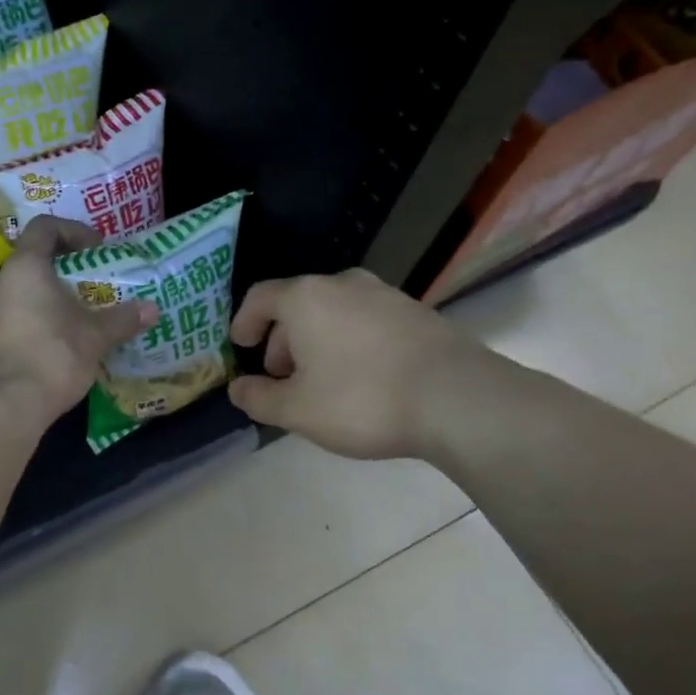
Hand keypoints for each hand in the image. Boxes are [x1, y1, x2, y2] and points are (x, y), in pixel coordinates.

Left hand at [0, 216, 156, 432]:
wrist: (8, 406)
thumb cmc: (54, 356)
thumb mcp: (96, 336)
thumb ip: (123, 319)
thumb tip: (152, 309)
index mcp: (24, 267)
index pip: (44, 227)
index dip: (73, 231)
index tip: (97, 250)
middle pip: (32, 259)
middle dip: (65, 269)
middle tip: (93, 284)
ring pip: (22, 290)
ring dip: (50, 296)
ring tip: (79, 315)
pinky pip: (13, 315)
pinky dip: (36, 318)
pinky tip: (59, 341)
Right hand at [227, 269, 503, 460]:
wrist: (457, 399)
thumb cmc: (362, 399)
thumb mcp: (297, 410)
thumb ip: (258, 399)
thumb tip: (238, 389)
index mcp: (306, 298)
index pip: (260, 297)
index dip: (244, 321)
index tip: (240, 347)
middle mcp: (343, 284)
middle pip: (298, 304)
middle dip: (282, 340)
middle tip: (281, 377)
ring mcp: (385, 295)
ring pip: (334, 313)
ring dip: (317, 342)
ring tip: (321, 383)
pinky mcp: (416, 313)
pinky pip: (366, 322)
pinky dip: (349, 343)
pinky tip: (361, 379)